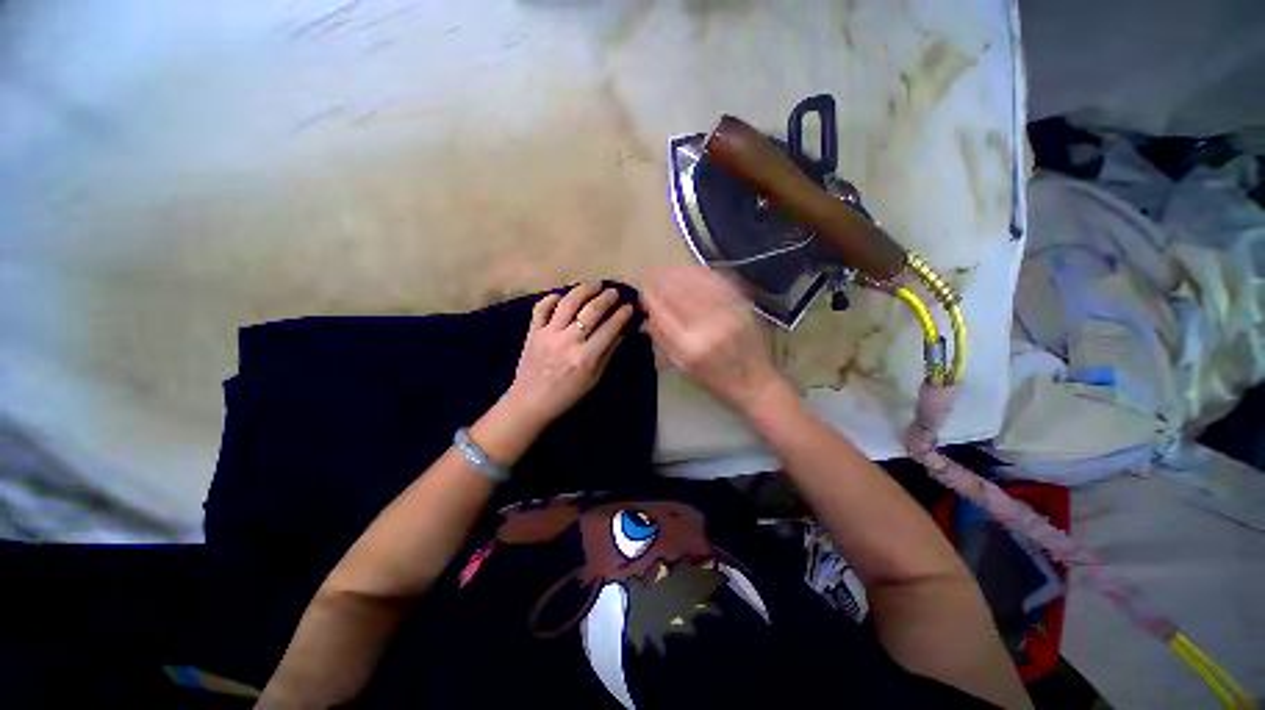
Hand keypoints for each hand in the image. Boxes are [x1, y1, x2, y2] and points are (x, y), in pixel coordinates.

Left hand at [502, 283, 633, 426]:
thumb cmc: (567, 395)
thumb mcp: (593, 379)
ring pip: (568, 303)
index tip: (629, 307)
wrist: (530, 402)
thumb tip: (620, 333)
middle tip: (614, 292)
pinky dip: (551, 298)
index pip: (609, 328)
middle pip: (591, 311)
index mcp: (586, 357)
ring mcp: (548, 334)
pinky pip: (541, 309)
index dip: (622, 315)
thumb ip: (606, 355)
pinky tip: (561, 295)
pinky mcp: (533, 332)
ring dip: (583, 290)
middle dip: (607, 298)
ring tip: (594, 285)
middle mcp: (568, 341)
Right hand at [641, 267, 792, 414]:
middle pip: (680, 293)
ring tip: (669, 269)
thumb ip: (663, 340)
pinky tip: (693, 270)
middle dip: (663, 280)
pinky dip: (703, 273)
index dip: (651, 297)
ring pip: (699, 283)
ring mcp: (729, 313)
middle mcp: (709, 327)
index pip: (663, 313)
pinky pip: (719, 282)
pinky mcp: (744, 306)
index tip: (644, 291)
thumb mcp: (684, 367)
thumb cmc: (716, 381)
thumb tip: (647, 317)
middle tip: (652, 274)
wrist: (756, 383)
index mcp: (690, 348)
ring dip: (681, 272)